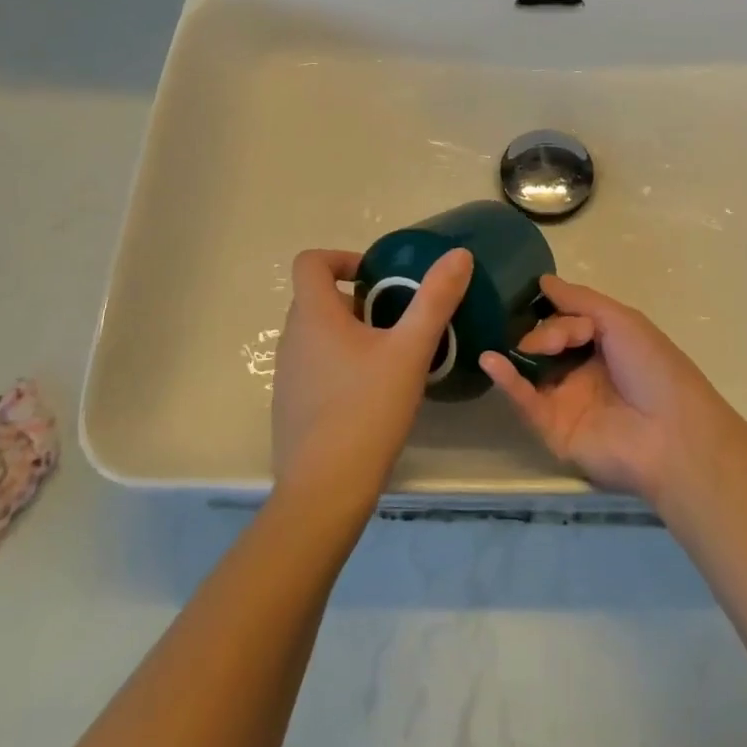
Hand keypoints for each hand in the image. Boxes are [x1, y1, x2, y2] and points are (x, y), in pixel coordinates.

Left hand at [271, 248, 472, 506]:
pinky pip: (314, 366)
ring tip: (390, 356)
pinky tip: (370, 394)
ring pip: (317, 334)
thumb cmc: (367, 410)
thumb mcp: (410, 351)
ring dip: (349, 332)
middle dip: (357, 299)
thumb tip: (459, 254)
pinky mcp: (290, 405)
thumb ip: (435, 300)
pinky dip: (339, 363)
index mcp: (314, 316)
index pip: (311, 262)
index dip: (342, 257)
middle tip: (396, 318)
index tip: (376, 276)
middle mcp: (292, 339)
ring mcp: (287, 375)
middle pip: (317, 298)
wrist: (324, 492)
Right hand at [479, 276, 741, 504]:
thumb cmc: (653, 368)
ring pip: (531, 370)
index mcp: (603, 346)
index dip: (556, 311)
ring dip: (517, 352)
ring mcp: (566, 401)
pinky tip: (492, 361)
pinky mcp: (552, 430)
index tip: (541, 300)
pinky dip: (507, 381)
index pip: (565, 320)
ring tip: (506, 341)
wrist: (671, 433)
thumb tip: (543, 280)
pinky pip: (525, 402)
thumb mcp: (621, 320)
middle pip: (545, 342)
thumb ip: (579, 300)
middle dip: (543, 332)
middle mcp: (582, 372)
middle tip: (552, 341)